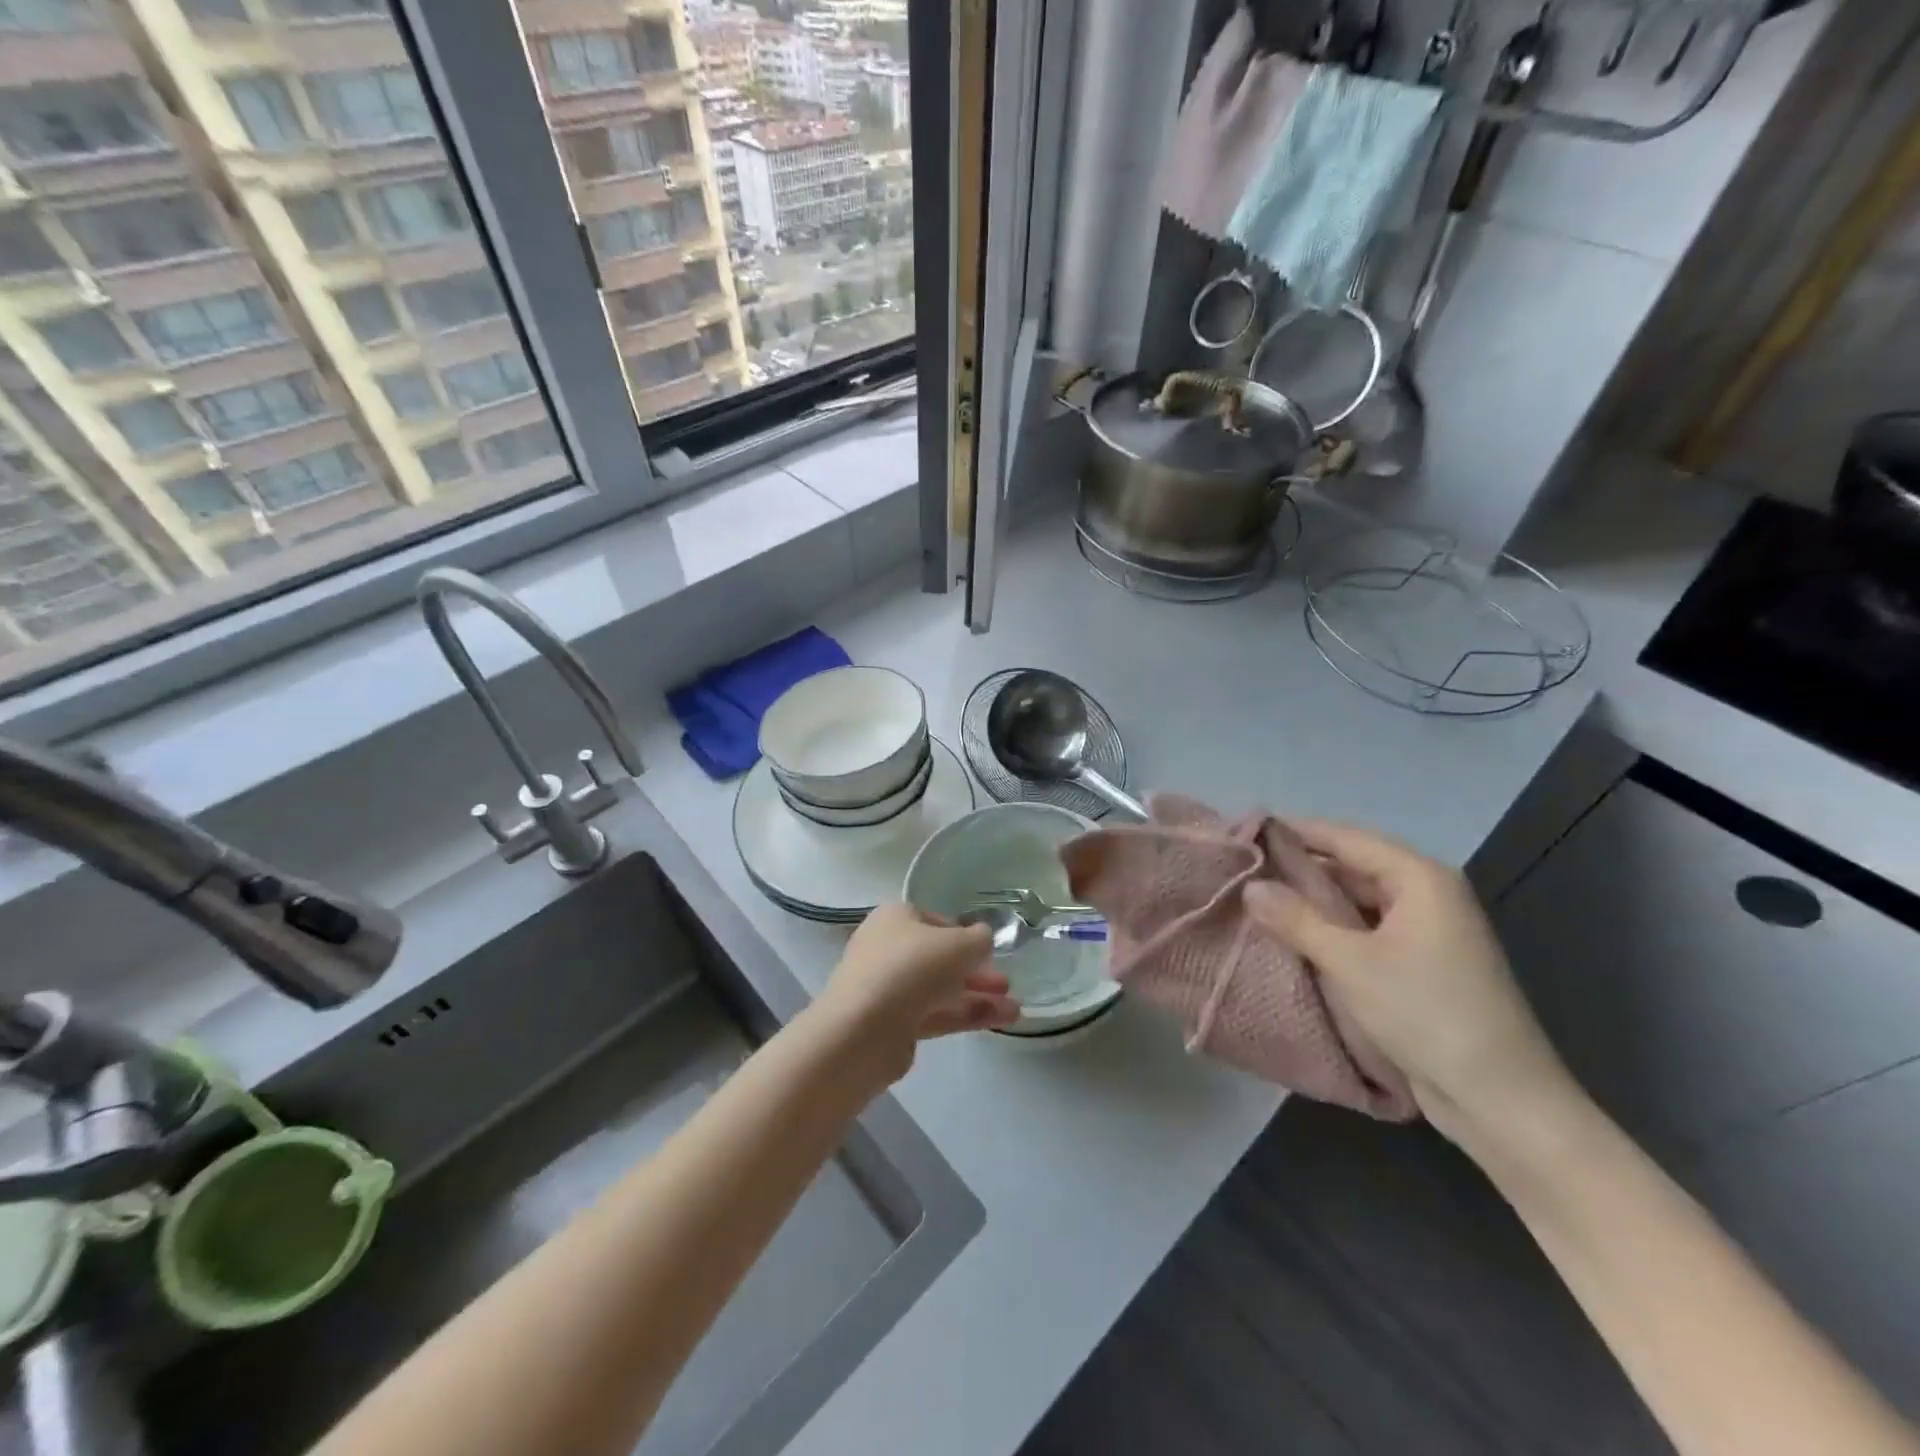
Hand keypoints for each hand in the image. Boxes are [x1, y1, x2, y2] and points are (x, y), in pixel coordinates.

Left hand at [810, 904, 1019, 1083]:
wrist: (864, 1030)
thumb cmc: (913, 968)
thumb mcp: (960, 944)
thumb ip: (980, 939)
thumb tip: (983, 940)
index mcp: (895, 918)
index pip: (935, 921)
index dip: (965, 935)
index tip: (989, 951)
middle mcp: (887, 948)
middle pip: (938, 958)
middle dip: (975, 971)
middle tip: (1006, 982)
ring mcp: (887, 989)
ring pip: (939, 989)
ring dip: (977, 996)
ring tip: (1014, 1009)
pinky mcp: (892, 1025)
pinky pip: (935, 1014)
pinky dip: (965, 1015)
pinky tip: (1000, 1020)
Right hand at [1245, 820, 1579, 1150]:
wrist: (1501, 1099)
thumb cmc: (1426, 1013)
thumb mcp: (1350, 962)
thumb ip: (1296, 919)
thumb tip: (1250, 886)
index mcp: (1419, 878)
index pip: (1345, 837)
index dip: (1295, 831)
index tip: (1246, 829)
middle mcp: (1427, 894)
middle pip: (1353, 865)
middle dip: (1300, 867)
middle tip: (1244, 869)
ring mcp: (1427, 930)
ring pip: (1358, 900)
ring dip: (1313, 901)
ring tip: (1258, 900)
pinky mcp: (1422, 962)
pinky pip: (1367, 929)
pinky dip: (1332, 929)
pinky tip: (1294, 936)